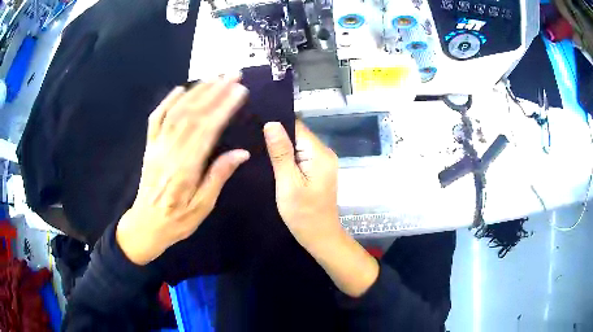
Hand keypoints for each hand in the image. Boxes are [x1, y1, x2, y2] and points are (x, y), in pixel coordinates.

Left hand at [116, 75, 249, 265]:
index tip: (239, 91)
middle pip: (192, 115)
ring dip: (196, 92)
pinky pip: (155, 119)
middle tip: (232, 75)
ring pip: (176, 112)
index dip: (223, 108)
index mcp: (185, 169)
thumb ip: (218, 177)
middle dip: (214, 91)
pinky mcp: (149, 147)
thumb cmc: (177, 220)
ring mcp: (156, 147)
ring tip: (214, 77)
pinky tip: (179, 89)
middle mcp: (169, 153)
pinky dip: (167, 101)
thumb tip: (241, 153)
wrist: (145, 225)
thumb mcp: (202, 207)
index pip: (207, 131)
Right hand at [263, 121, 340, 249]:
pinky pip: (300, 157)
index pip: (296, 127)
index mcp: (320, 153)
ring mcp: (322, 162)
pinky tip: (273, 164)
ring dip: (281, 149)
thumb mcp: (288, 183)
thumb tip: (271, 123)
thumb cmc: (303, 214)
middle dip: (277, 138)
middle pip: (298, 135)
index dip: (276, 126)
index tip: (255, 128)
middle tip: (253, 143)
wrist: (320, 237)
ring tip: (259, 152)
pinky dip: (288, 159)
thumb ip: (281, 153)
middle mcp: (324, 153)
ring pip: (298, 146)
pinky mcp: (318, 171)